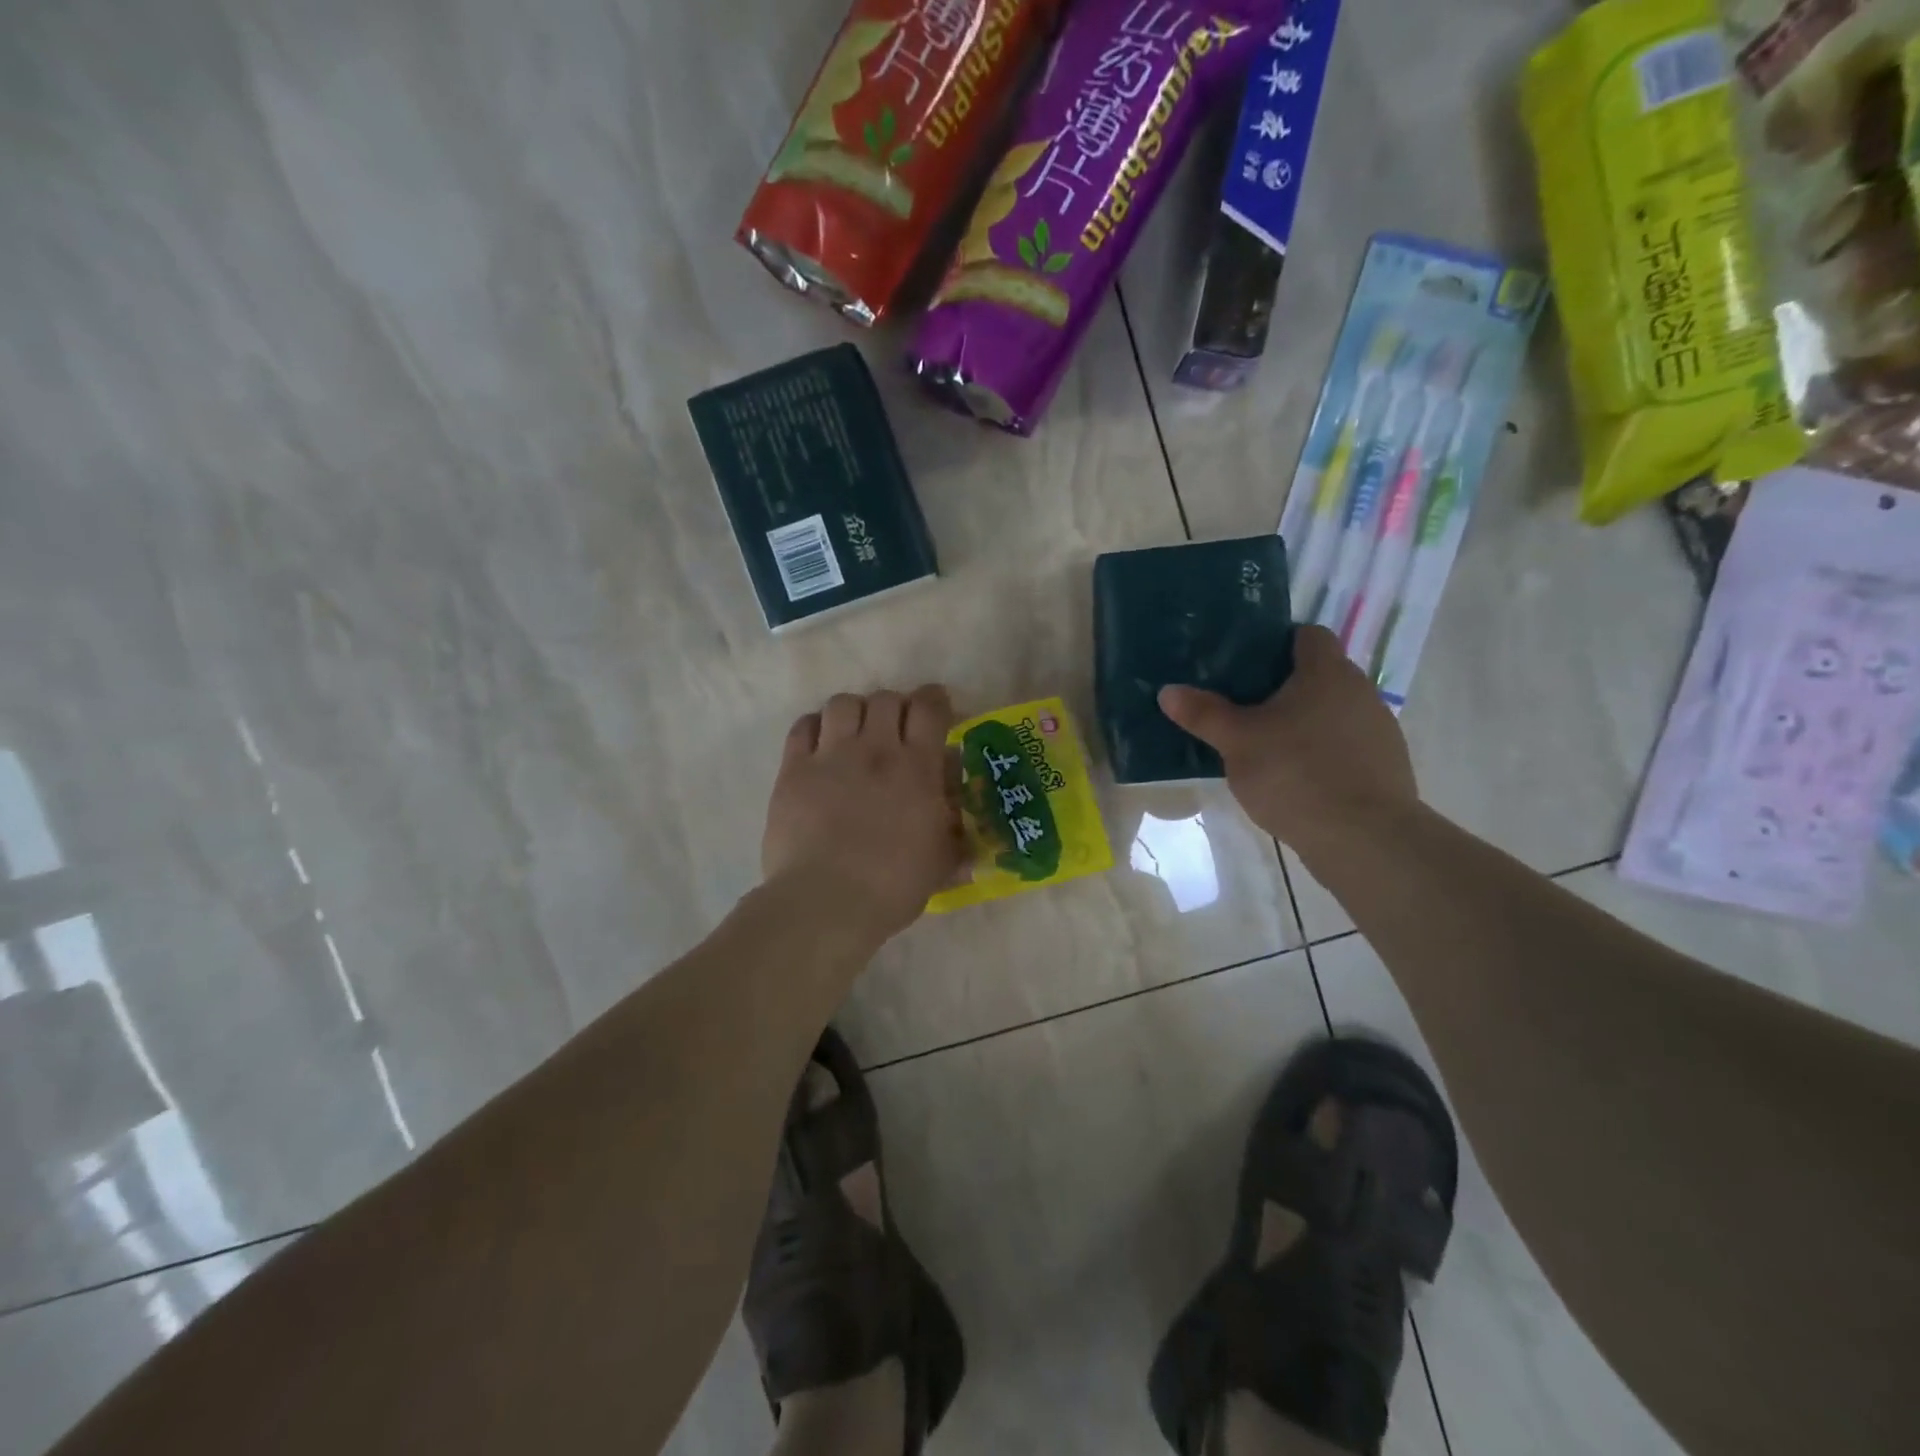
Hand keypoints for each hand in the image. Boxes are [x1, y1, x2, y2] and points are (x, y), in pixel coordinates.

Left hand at [762, 685, 965, 946]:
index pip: (929, 708)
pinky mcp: (794, 769)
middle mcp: (875, 749)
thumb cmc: (892, 886)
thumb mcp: (941, 861)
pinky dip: (815, 727)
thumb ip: (956, 833)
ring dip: (855, 712)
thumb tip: (965, 819)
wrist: (826, 902)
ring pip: (843, 703)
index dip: (934, 700)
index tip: (936, 708)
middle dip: (895, 708)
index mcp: (917, 767)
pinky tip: (820, 744)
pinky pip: (803, 726)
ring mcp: (831, 756)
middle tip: (896, 730)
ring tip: (855, 734)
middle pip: (886, 699)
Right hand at [1157, 626, 1418, 846]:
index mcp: (1326, 673)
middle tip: (1242, 707)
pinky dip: (1321, 751)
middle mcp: (1360, 691)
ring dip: (1303, 721)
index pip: (1307, 635)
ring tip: (1265, 745)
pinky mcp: (1385, 765)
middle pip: (1318, 674)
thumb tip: (1167, 690)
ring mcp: (1379, 729)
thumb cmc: (1295, 774)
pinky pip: (1345, 744)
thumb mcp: (1237, 743)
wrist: (1364, 838)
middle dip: (1282, 687)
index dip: (1276, 643)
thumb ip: (1203, 713)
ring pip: (1332, 711)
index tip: (1244, 665)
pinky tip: (1295, 777)